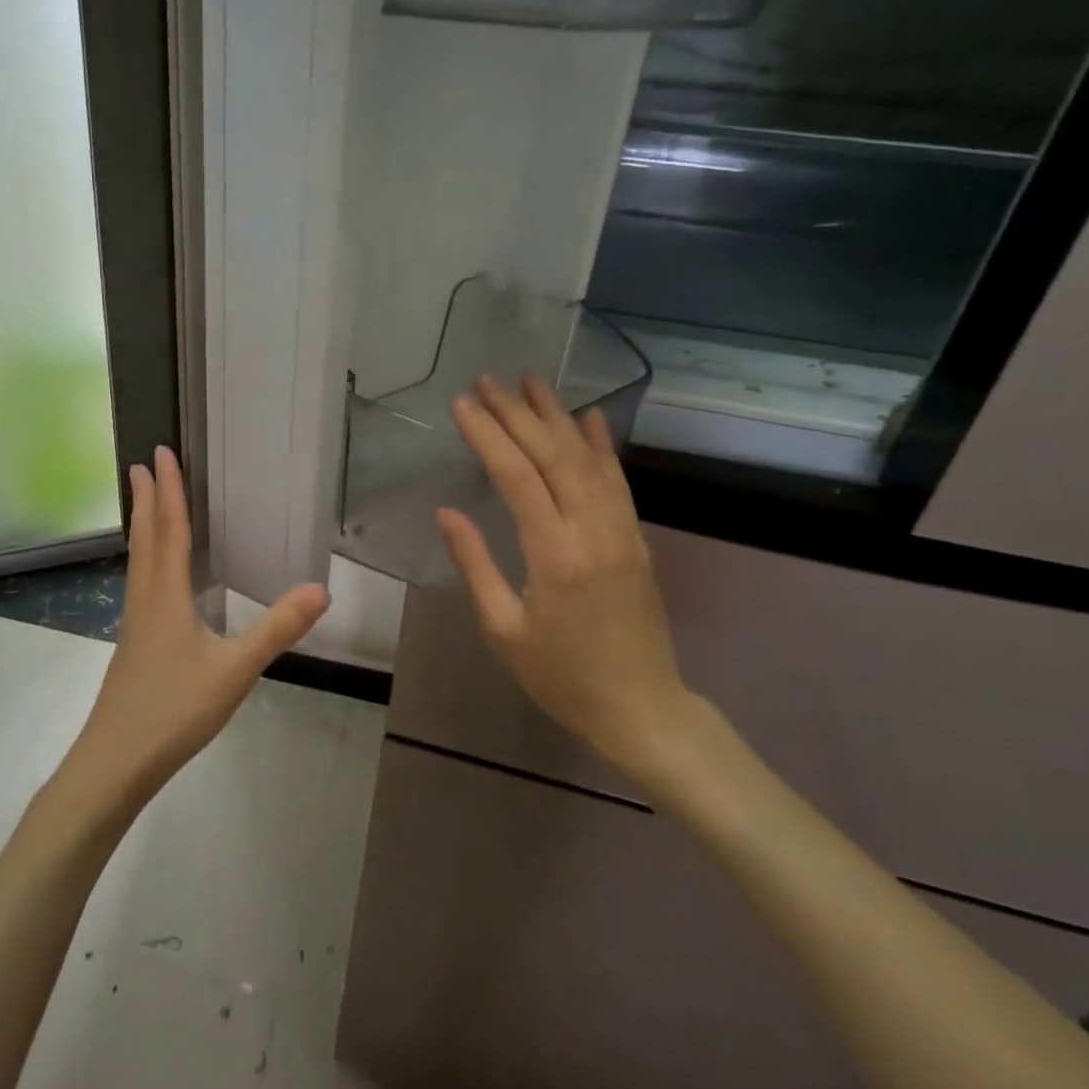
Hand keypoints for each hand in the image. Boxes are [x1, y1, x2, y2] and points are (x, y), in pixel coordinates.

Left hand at [62, 447, 329, 810]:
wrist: (115, 762)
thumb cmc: (174, 710)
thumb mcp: (235, 669)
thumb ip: (278, 628)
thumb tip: (321, 588)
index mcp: (166, 594)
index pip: (169, 528)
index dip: (167, 489)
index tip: (160, 453)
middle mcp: (145, 598)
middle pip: (145, 537)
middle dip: (146, 498)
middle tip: (141, 464)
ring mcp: (135, 622)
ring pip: (138, 560)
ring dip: (142, 525)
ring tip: (143, 503)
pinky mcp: (134, 644)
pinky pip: (140, 582)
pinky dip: (146, 557)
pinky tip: (155, 576)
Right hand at [437, 375, 696, 784]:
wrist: (641, 708)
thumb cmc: (561, 676)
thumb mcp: (504, 629)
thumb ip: (475, 564)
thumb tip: (446, 512)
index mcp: (555, 555)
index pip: (517, 476)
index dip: (487, 435)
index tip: (462, 403)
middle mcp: (593, 530)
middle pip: (553, 454)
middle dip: (517, 412)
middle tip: (488, 380)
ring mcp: (621, 530)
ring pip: (587, 458)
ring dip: (557, 415)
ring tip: (530, 380)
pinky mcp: (636, 537)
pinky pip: (618, 479)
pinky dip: (601, 444)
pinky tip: (589, 416)